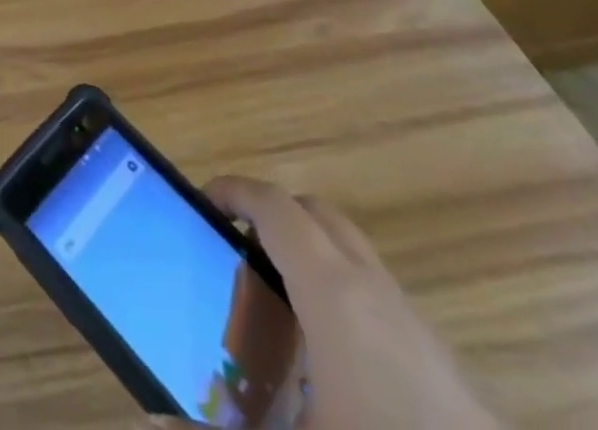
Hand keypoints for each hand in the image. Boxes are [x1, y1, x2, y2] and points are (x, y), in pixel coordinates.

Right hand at [145, 178, 497, 429]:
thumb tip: (156, 423)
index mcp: (332, 293)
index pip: (275, 206)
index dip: (234, 191)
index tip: (200, 204)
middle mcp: (373, 291)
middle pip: (316, 215)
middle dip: (271, 215)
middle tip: (234, 247)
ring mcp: (414, 325)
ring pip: (352, 253)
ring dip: (308, 253)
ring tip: (274, 301)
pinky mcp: (442, 364)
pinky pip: (378, 296)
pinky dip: (341, 295)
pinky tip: (328, 360)